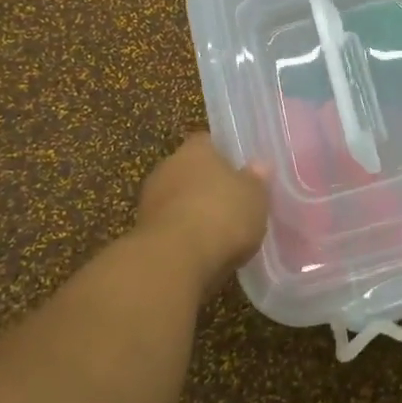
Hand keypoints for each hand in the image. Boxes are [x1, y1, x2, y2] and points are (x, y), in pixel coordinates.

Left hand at [135, 134, 270, 288]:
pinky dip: (182, 235)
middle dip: (206, 185)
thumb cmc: (222, 215)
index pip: (208, 142)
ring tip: (218, 231)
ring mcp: (150, 200)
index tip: (238, 170)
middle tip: (231, 202)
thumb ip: (256, 180)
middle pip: (190, 171)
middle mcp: (167, 167)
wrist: (174, 259)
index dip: (223, 155)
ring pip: (177, 199)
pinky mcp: (142, 232)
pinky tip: (201, 251)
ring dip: (192, 212)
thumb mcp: (254, 196)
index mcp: (195, 150)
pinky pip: (169, 227)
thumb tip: (259, 165)